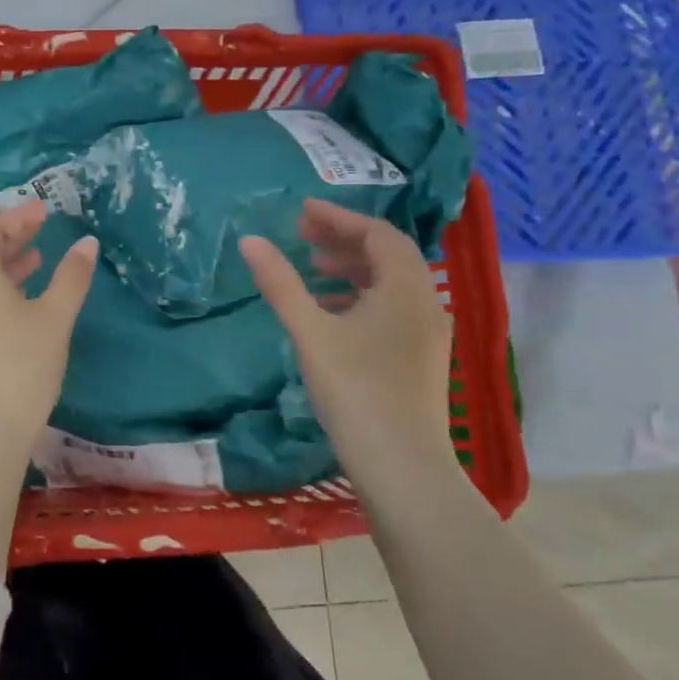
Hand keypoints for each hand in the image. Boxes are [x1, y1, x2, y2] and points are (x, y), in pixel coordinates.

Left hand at [0, 200, 98, 463]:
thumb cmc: (20, 367)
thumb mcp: (54, 318)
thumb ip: (72, 277)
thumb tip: (87, 242)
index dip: (16, 215)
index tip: (45, 210)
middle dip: (12, 237)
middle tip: (42, 227)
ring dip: (8, 265)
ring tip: (38, 260)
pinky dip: (1, 290)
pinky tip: (24, 304)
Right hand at [239, 199, 455, 478]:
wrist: (402, 467)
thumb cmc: (355, 390)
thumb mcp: (310, 331)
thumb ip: (281, 283)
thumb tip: (250, 240)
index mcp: (406, 287)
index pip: (377, 233)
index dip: (339, 218)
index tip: (302, 212)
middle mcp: (426, 302)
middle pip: (388, 255)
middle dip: (345, 239)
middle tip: (303, 236)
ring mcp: (428, 334)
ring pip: (392, 283)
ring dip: (354, 268)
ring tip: (314, 270)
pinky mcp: (421, 359)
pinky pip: (394, 308)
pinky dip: (363, 297)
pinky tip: (333, 314)